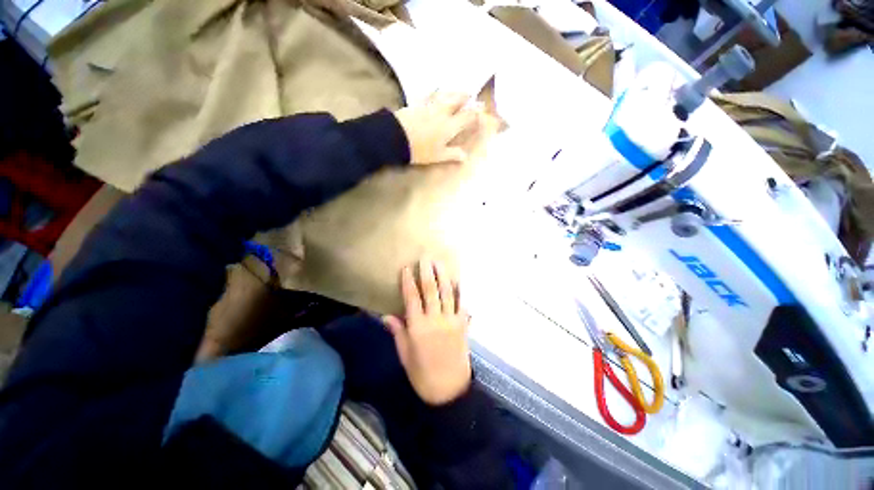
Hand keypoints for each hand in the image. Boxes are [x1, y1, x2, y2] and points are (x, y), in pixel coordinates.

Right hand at [382, 259, 471, 405]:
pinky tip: (457, 280)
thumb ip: (398, 332)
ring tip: (440, 263)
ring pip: (447, 293)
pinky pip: (461, 304)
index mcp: (418, 328)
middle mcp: (435, 320)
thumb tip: (385, 315)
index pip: (412, 298)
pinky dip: (459, 291)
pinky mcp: (463, 325)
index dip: (409, 282)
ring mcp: (451, 321)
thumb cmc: (422, 374)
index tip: (407, 268)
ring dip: (443, 276)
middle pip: (431, 291)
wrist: (449, 390)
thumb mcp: (405, 355)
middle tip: (425, 257)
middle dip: (427, 272)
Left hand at [393, 92, 480, 164]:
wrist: (396, 138)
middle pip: (457, 100)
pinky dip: (436, 92)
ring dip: (453, 92)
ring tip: (458, 91)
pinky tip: (436, 91)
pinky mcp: (417, 103)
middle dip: (466, 97)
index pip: (467, 116)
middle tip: (471, 94)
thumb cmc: (420, 150)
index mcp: (450, 126)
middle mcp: (443, 112)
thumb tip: (465, 157)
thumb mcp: (438, 156)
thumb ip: (453, 154)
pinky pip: (430, 94)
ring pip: (445, 94)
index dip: (476, 112)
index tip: (482, 109)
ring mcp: (430, 105)